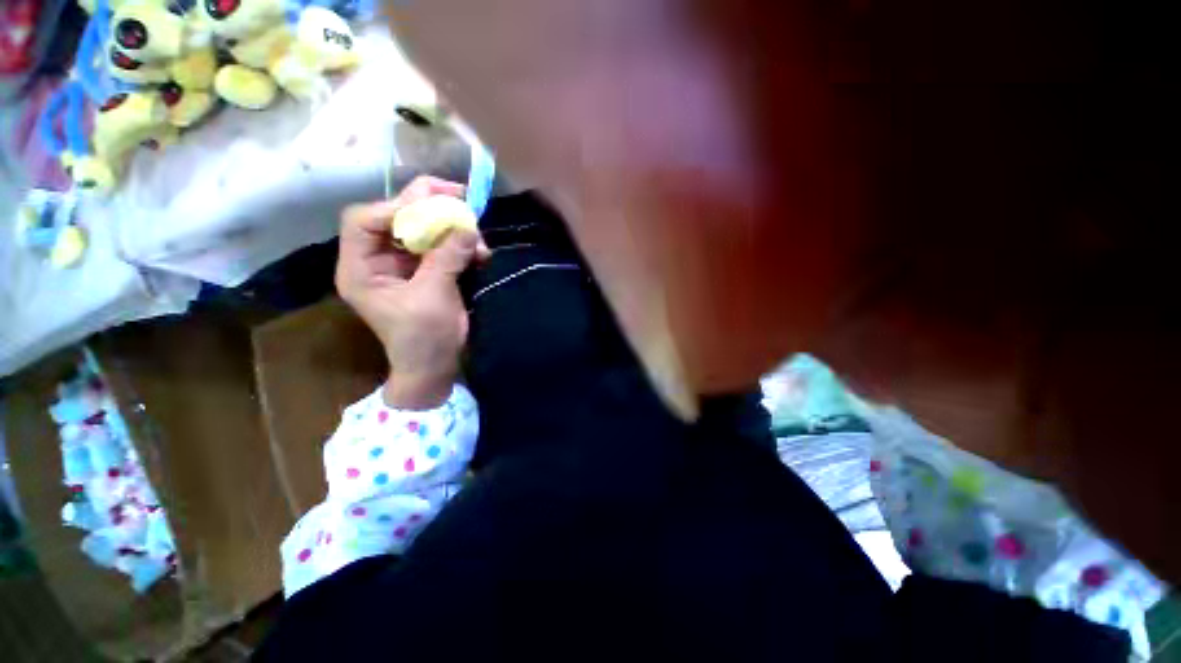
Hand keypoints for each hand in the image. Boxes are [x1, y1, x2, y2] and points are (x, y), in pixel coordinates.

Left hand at [336, 177, 489, 409]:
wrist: (436, 365)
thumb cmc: (423, 339)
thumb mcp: (432, 298)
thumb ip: (447, 259)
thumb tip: (468, 225)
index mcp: (361, 268)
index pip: (363, 221)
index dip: (394, 208)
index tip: (432, 206)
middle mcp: (378, 259)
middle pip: (395, 218)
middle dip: (428, 206)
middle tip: (460, 196)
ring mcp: (404, 263)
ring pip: (422, 229)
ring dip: (451, 227)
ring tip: (477, 233)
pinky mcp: (427, 269)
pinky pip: (441, 245)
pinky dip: (461, 244)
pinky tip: (480, 251)